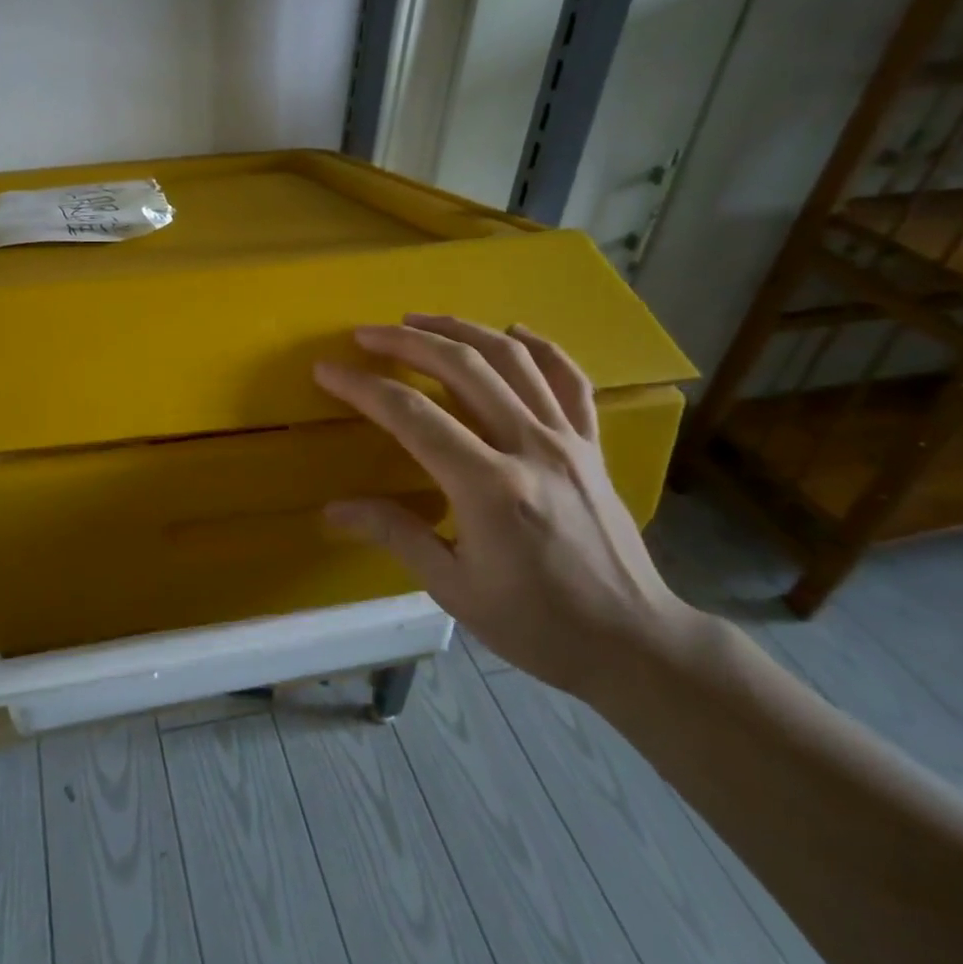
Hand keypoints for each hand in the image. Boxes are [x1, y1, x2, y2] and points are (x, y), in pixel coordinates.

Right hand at [315, 315, 695, 701]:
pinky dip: (539, 347)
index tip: (328, 370)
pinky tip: (513, 331)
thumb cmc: (538, 625)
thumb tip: (333, 510)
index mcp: (490, 487)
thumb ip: (395, 535)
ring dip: (461, 330)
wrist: (634, 642)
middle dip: (407, 343)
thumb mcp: (455, 588)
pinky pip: (569, 379)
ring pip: (513, 359)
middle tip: (366, 334)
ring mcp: (568, 440)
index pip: (413, 416)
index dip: (364, 388)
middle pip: (463, 369)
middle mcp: (530, 447)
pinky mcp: (592, 445)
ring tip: (420, 320)